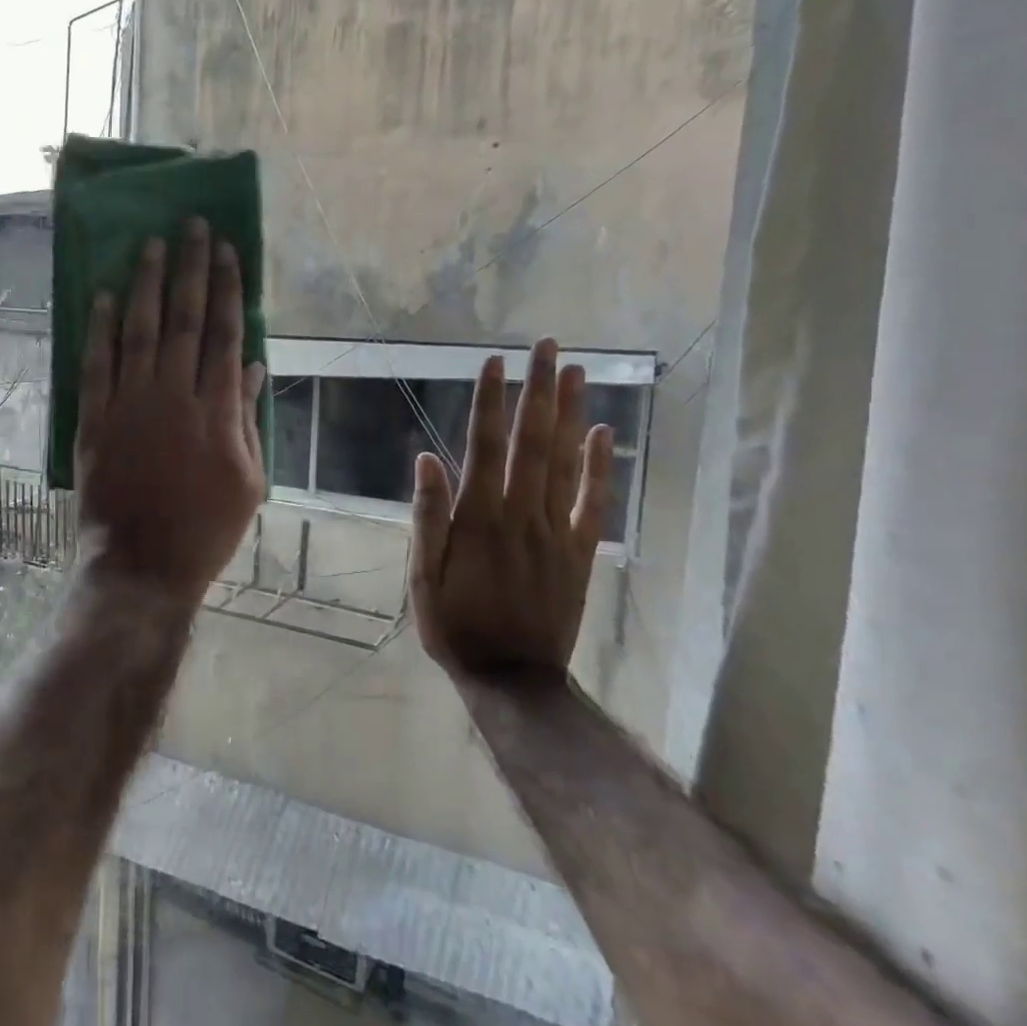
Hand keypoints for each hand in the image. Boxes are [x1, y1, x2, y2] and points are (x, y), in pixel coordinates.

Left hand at [76, 218, 266, 596]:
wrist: (143, 564)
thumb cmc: (205, 529)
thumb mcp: (248, 480)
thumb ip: (248, 420)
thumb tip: (252, 367)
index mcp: (217, 410)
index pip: (224, 334)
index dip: (226, 288)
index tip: (226, 250)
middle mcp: (173, 396)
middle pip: (184, 319)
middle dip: (189, 268)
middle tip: (190, 226)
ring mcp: (130, 406)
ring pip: (138, 331)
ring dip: (145, 284)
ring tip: (149, 244)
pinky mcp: (94, 421)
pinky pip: (96, 365)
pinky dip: (98, 329)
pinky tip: (102, 296)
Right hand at [408, 338, 613, 687]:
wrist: (512, 678)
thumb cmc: (455, 626)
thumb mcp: (422, 577)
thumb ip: (427, 517)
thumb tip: (426, 460)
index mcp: (478, 519)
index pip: (486, 447)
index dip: (491, 403)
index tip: (495, 363)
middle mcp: (521, 515)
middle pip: (533, 442)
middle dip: (539, 391)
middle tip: (548, 347)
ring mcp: (556, 532)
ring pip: (566, 463)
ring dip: (571, 414)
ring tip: (577, 372)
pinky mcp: (580, 553)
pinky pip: (593, 503)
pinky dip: (600, 466)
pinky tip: (603, 433)